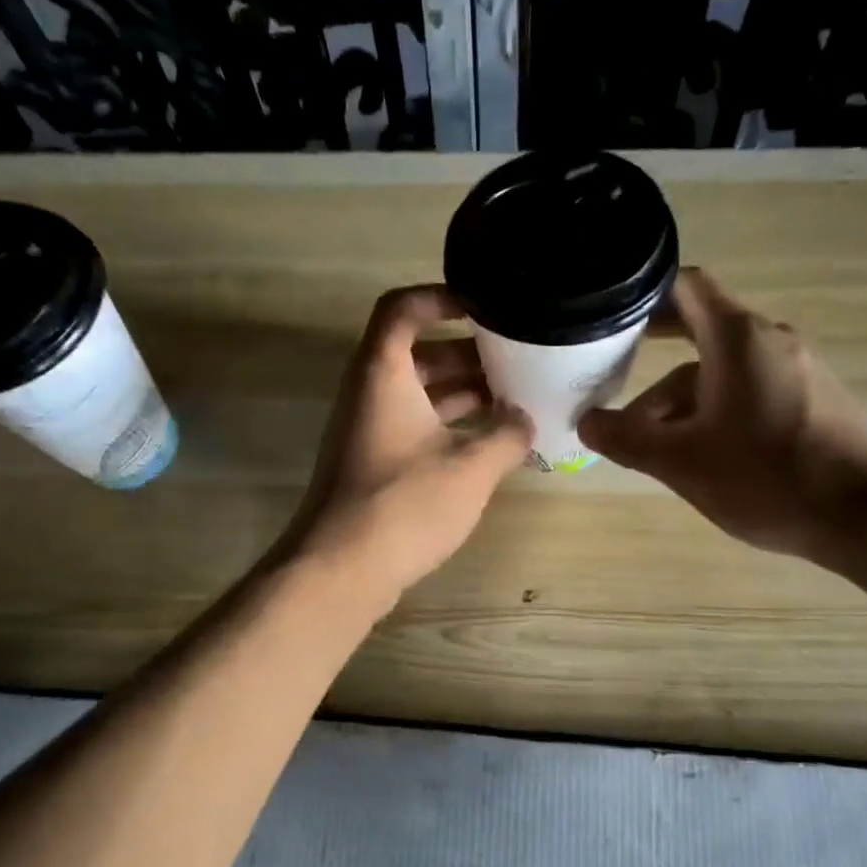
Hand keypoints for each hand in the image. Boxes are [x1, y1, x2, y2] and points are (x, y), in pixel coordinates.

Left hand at [284, 285, 531, 606]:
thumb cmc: (405, 504)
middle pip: (418, 352)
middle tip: (519, 359)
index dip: (442, 297)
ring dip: (465, 394)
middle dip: (470, 353)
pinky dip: (451, 427)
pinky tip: (492, 444)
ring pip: (420, 394)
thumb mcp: (471, 467)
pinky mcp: (374, 465)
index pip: (403, 307)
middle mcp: (370, 393)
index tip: (486, 306)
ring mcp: (369, 431)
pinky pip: (416, 428)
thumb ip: (508, 435)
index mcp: (384, 373)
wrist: (340, 570)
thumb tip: (526, 420)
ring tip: (517, 400)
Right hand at [578, 268, 866, 561]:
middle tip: (611, 381)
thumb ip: (626, 439)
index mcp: (738, 338)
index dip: (644, 293)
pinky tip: (703, 454)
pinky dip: (717, 411)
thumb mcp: (681, 462)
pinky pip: (751, 391)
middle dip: (652, 363)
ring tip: (652, 446)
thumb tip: (586, 424)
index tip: (611, 313)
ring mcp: (798, 371)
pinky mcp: (814, 401)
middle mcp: (771, 341)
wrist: (865, 516)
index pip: (685, 287)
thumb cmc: (765, 477)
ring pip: (724, 372)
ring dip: (682, 400)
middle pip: (699, 336)